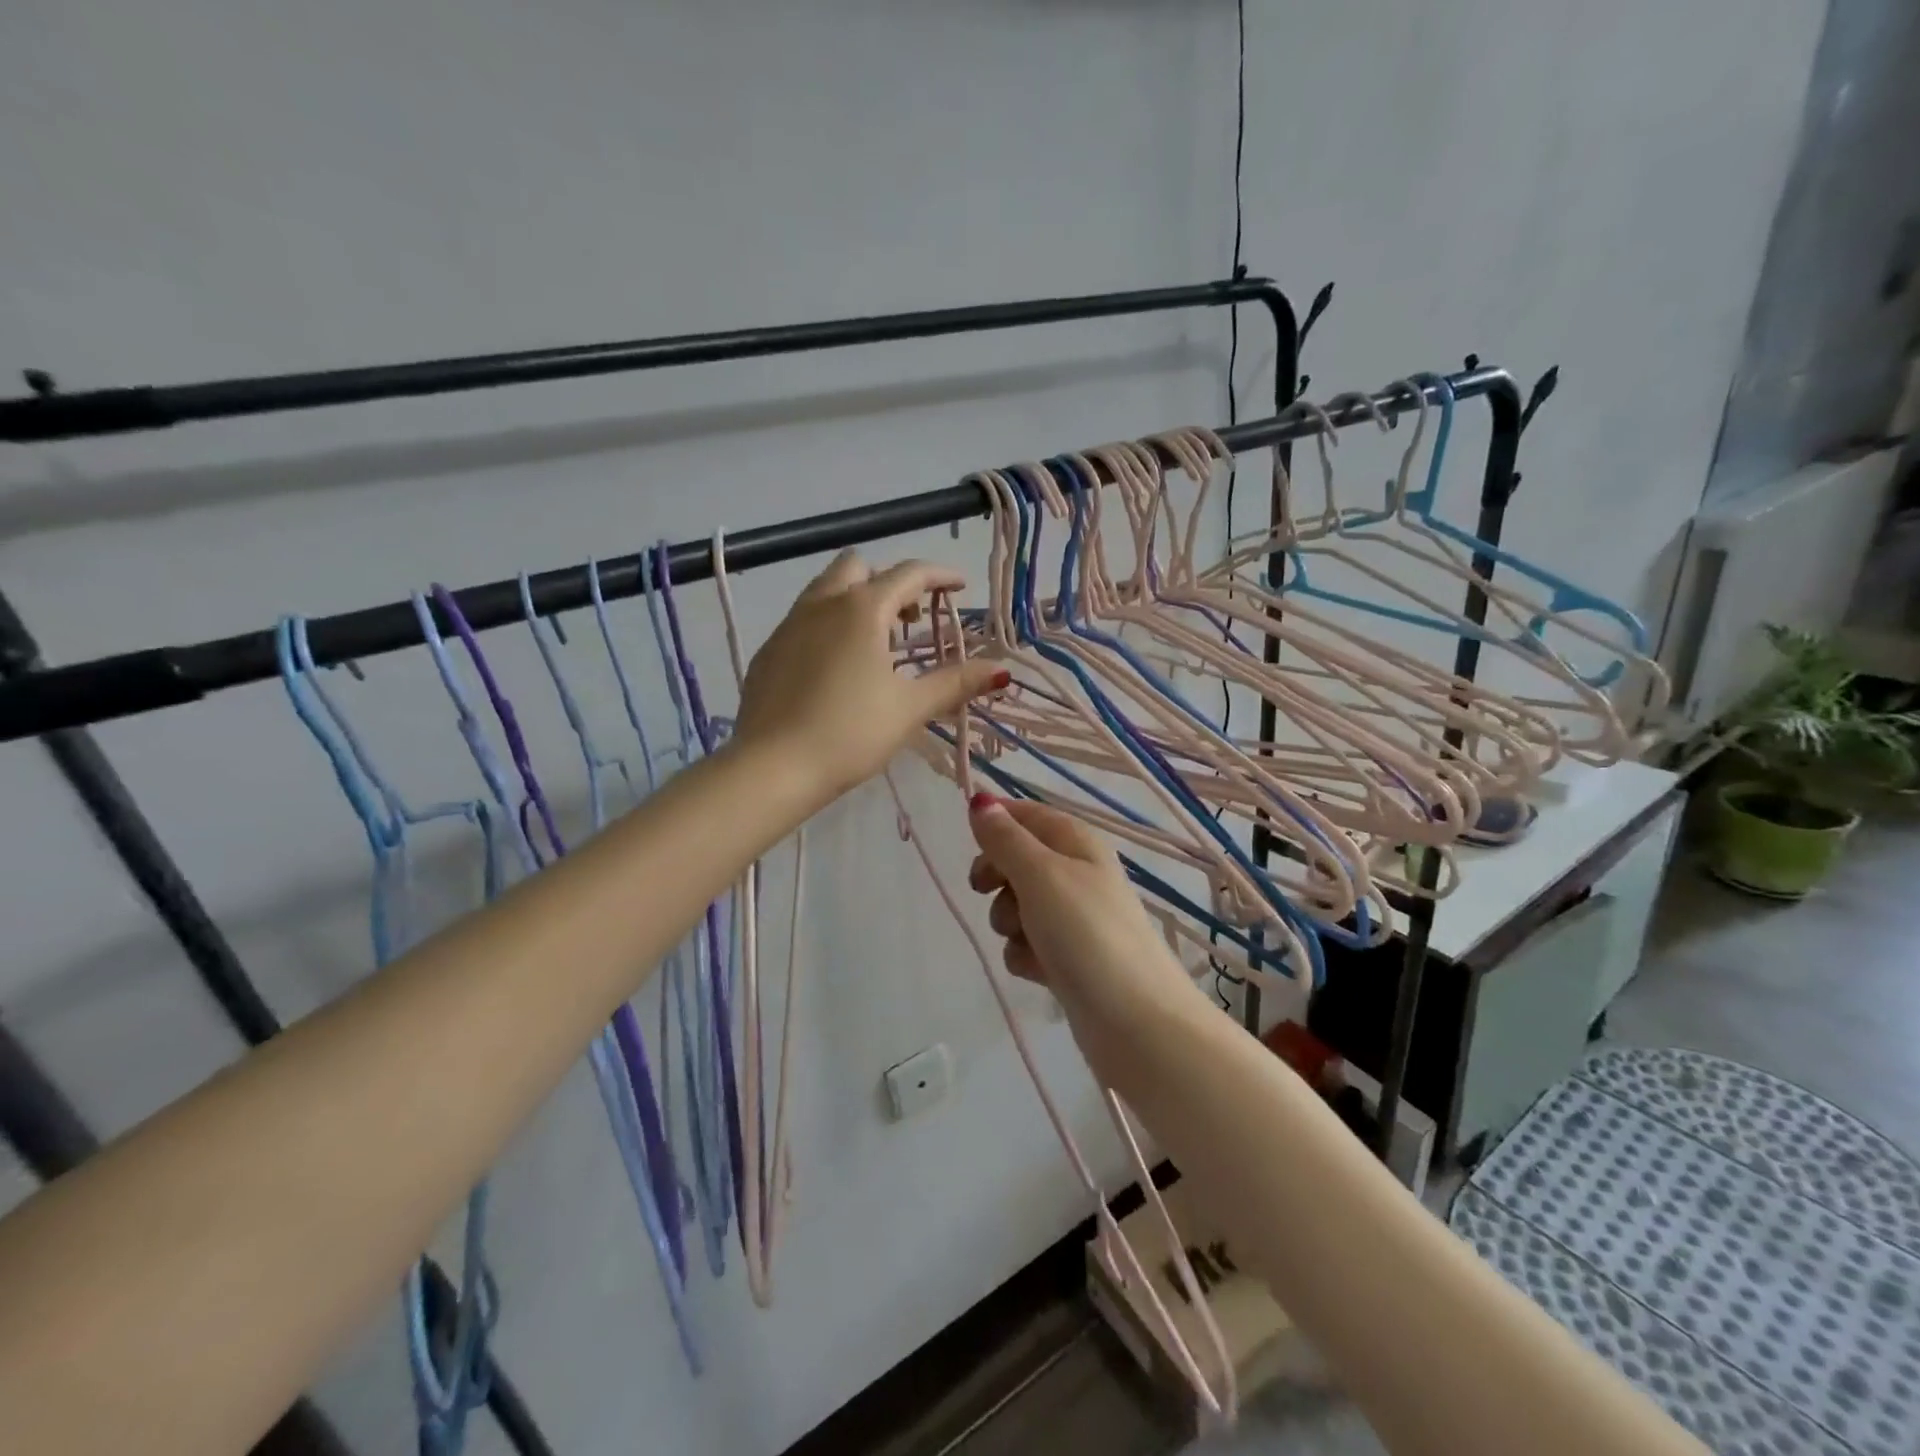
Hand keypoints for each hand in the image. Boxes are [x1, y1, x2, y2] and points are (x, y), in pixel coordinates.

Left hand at [733, 551, 1003, 804]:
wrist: (772, 767)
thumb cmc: (850, 733)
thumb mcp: (910, 708)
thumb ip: (955, 683)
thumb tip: (1000, 670)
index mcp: (861, 609)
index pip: (908, 574)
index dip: (940, 576)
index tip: (960, 588)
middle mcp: (821, 604)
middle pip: (859, 568)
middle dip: (890, 582)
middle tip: (911, 618)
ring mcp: (788, 625)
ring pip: (825, 590)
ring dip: (856, 600)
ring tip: (877, 642)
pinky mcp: (768, 651)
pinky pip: (803, 620)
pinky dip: (829, 625)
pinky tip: (836, 668)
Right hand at [966, 796, 1200, 1052]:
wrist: (1136, 1022)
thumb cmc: (1087, 934)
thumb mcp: (1041, 875)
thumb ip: (1006, 839)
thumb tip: (980, 800)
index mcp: (1077, 842)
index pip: (1028, 814)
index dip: (996, 821)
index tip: (969, 843)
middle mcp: (1077, 873)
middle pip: (1018, 859)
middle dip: (997, 876)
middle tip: (984, 889)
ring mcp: (1074, 918)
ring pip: (1018, 904)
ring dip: (1009, 920)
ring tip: (1026, 938)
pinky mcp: (1069, 958)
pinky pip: (1028, 944)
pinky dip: (1025, 954)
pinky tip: (1038, 970)